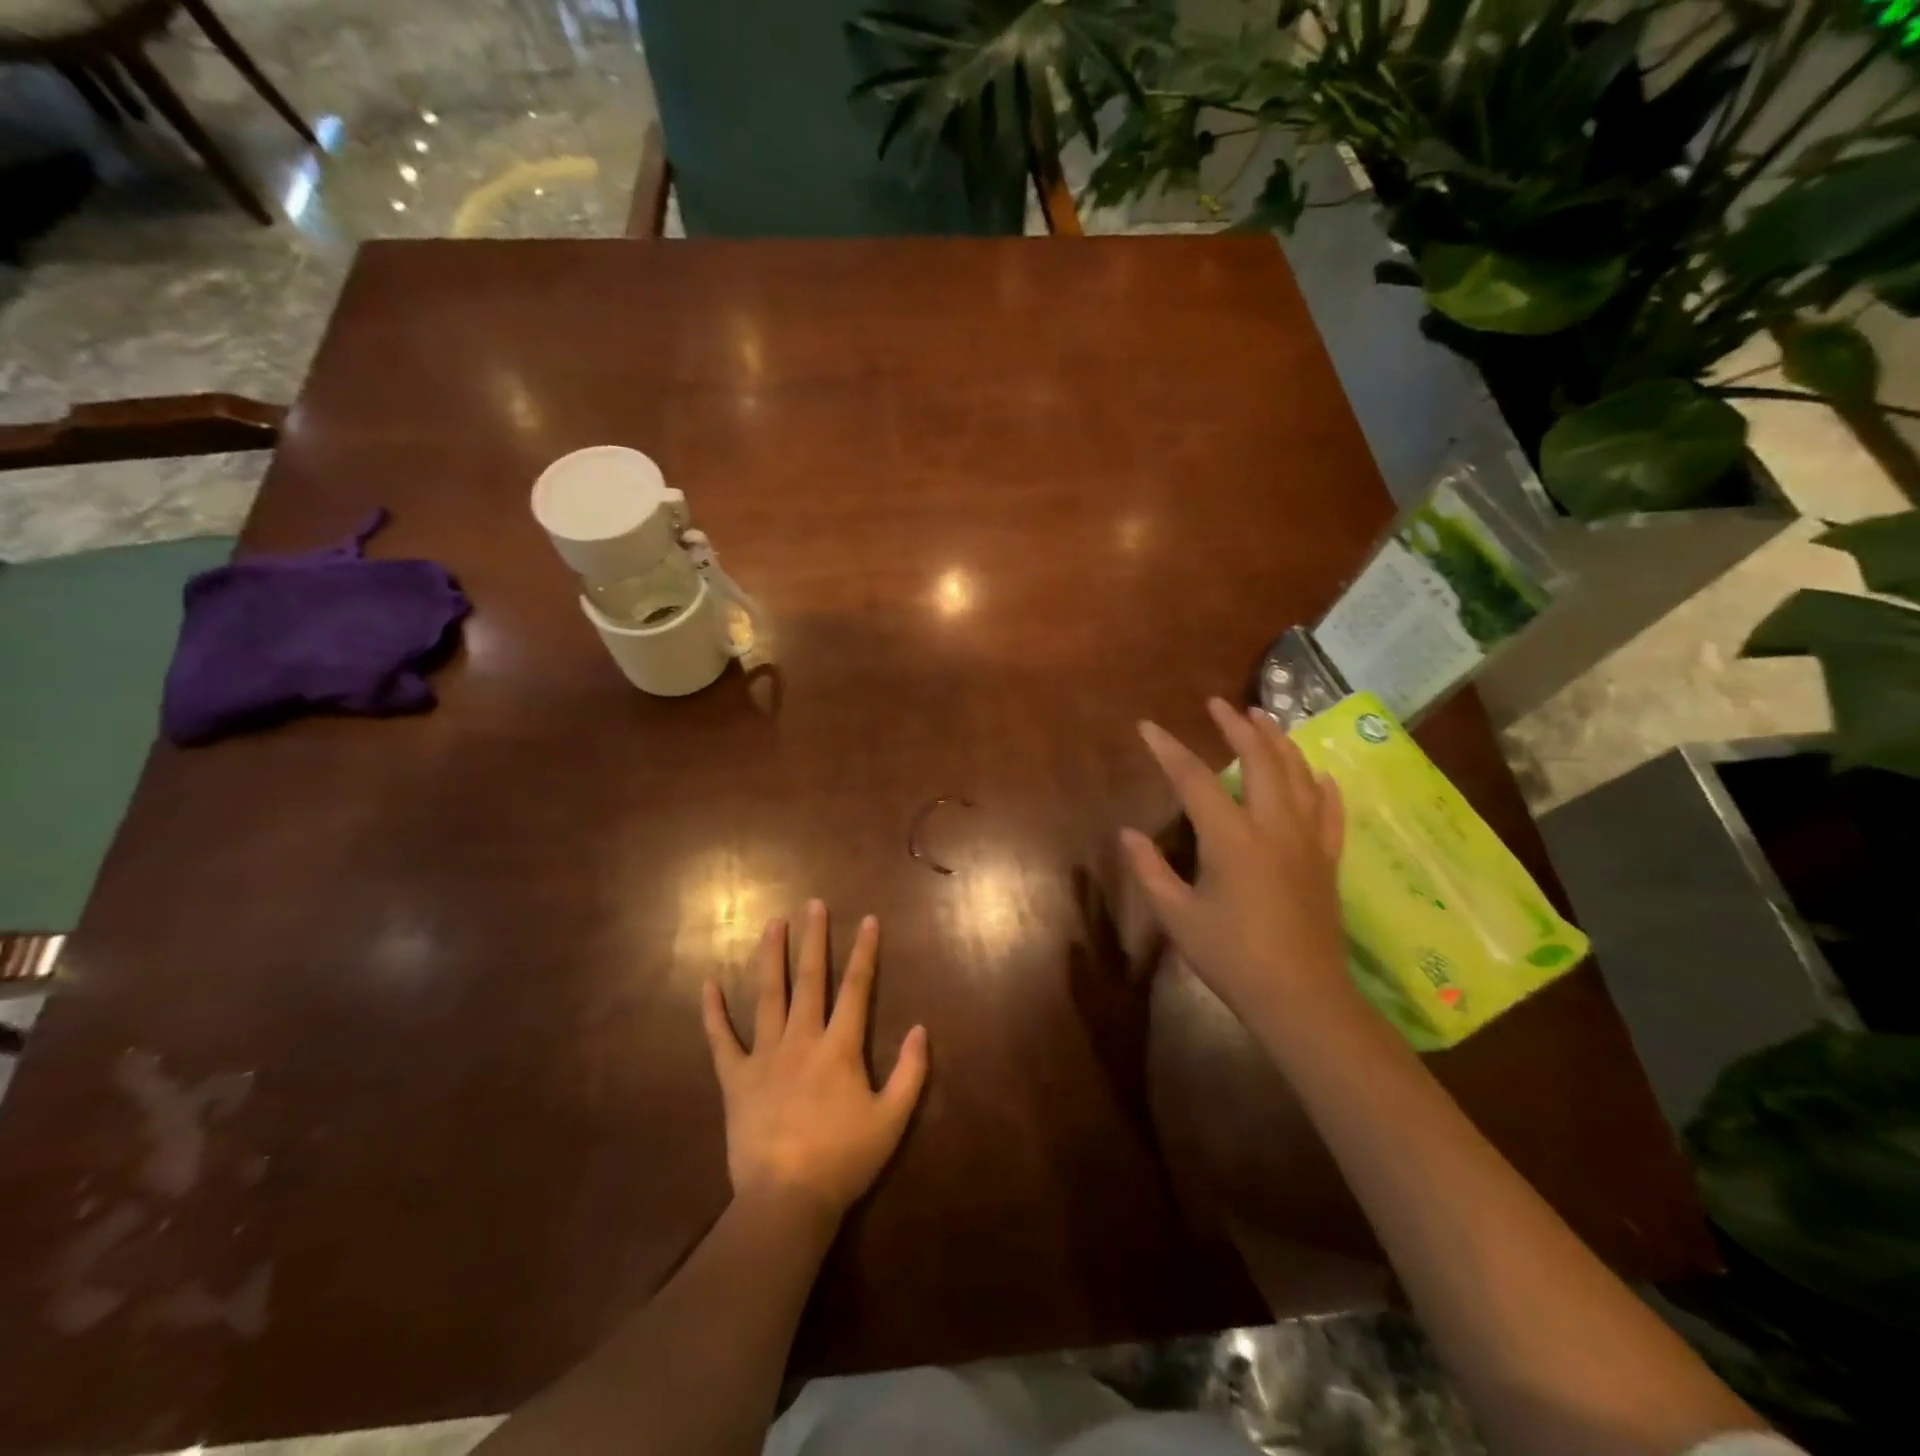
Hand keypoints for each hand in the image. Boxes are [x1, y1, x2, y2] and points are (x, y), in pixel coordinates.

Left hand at [701, 901, 927, 1222]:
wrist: (786, 1200)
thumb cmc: (844, 1159)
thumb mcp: (892, 1120)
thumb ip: (910, 1072)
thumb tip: (920, 1028)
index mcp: (840, 1047)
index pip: (856, 988)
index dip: (864, 952)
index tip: (868, 920)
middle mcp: (802, 1039)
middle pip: (809, 980)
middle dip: (813, 940)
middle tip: (813, 904)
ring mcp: (764, 1056)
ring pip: (767, 996)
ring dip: (770, 957)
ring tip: (772, 924)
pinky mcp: (736, 1079)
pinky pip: (721, 1041)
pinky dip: (713, 1013)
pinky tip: (707, 984)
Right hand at [1121, 698, 1350, 1033]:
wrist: (1301, 998)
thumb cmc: (1232, 958)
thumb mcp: (1178, 916)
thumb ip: (1150, 870)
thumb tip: (1127, 833)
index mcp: (1231, 838)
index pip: (1194, 778)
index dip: (1168, 749)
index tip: (1148, 727)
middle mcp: (1273, 827)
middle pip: (1260, 760)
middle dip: (1237, 727)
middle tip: (1219, 704)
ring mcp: (1307, 841)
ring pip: (1298, 776)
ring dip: (1280, 742)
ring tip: (1265, 717)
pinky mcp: (1327, 860)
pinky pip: (1330, 812)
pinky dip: (1322, 786)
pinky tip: (1318, 773)